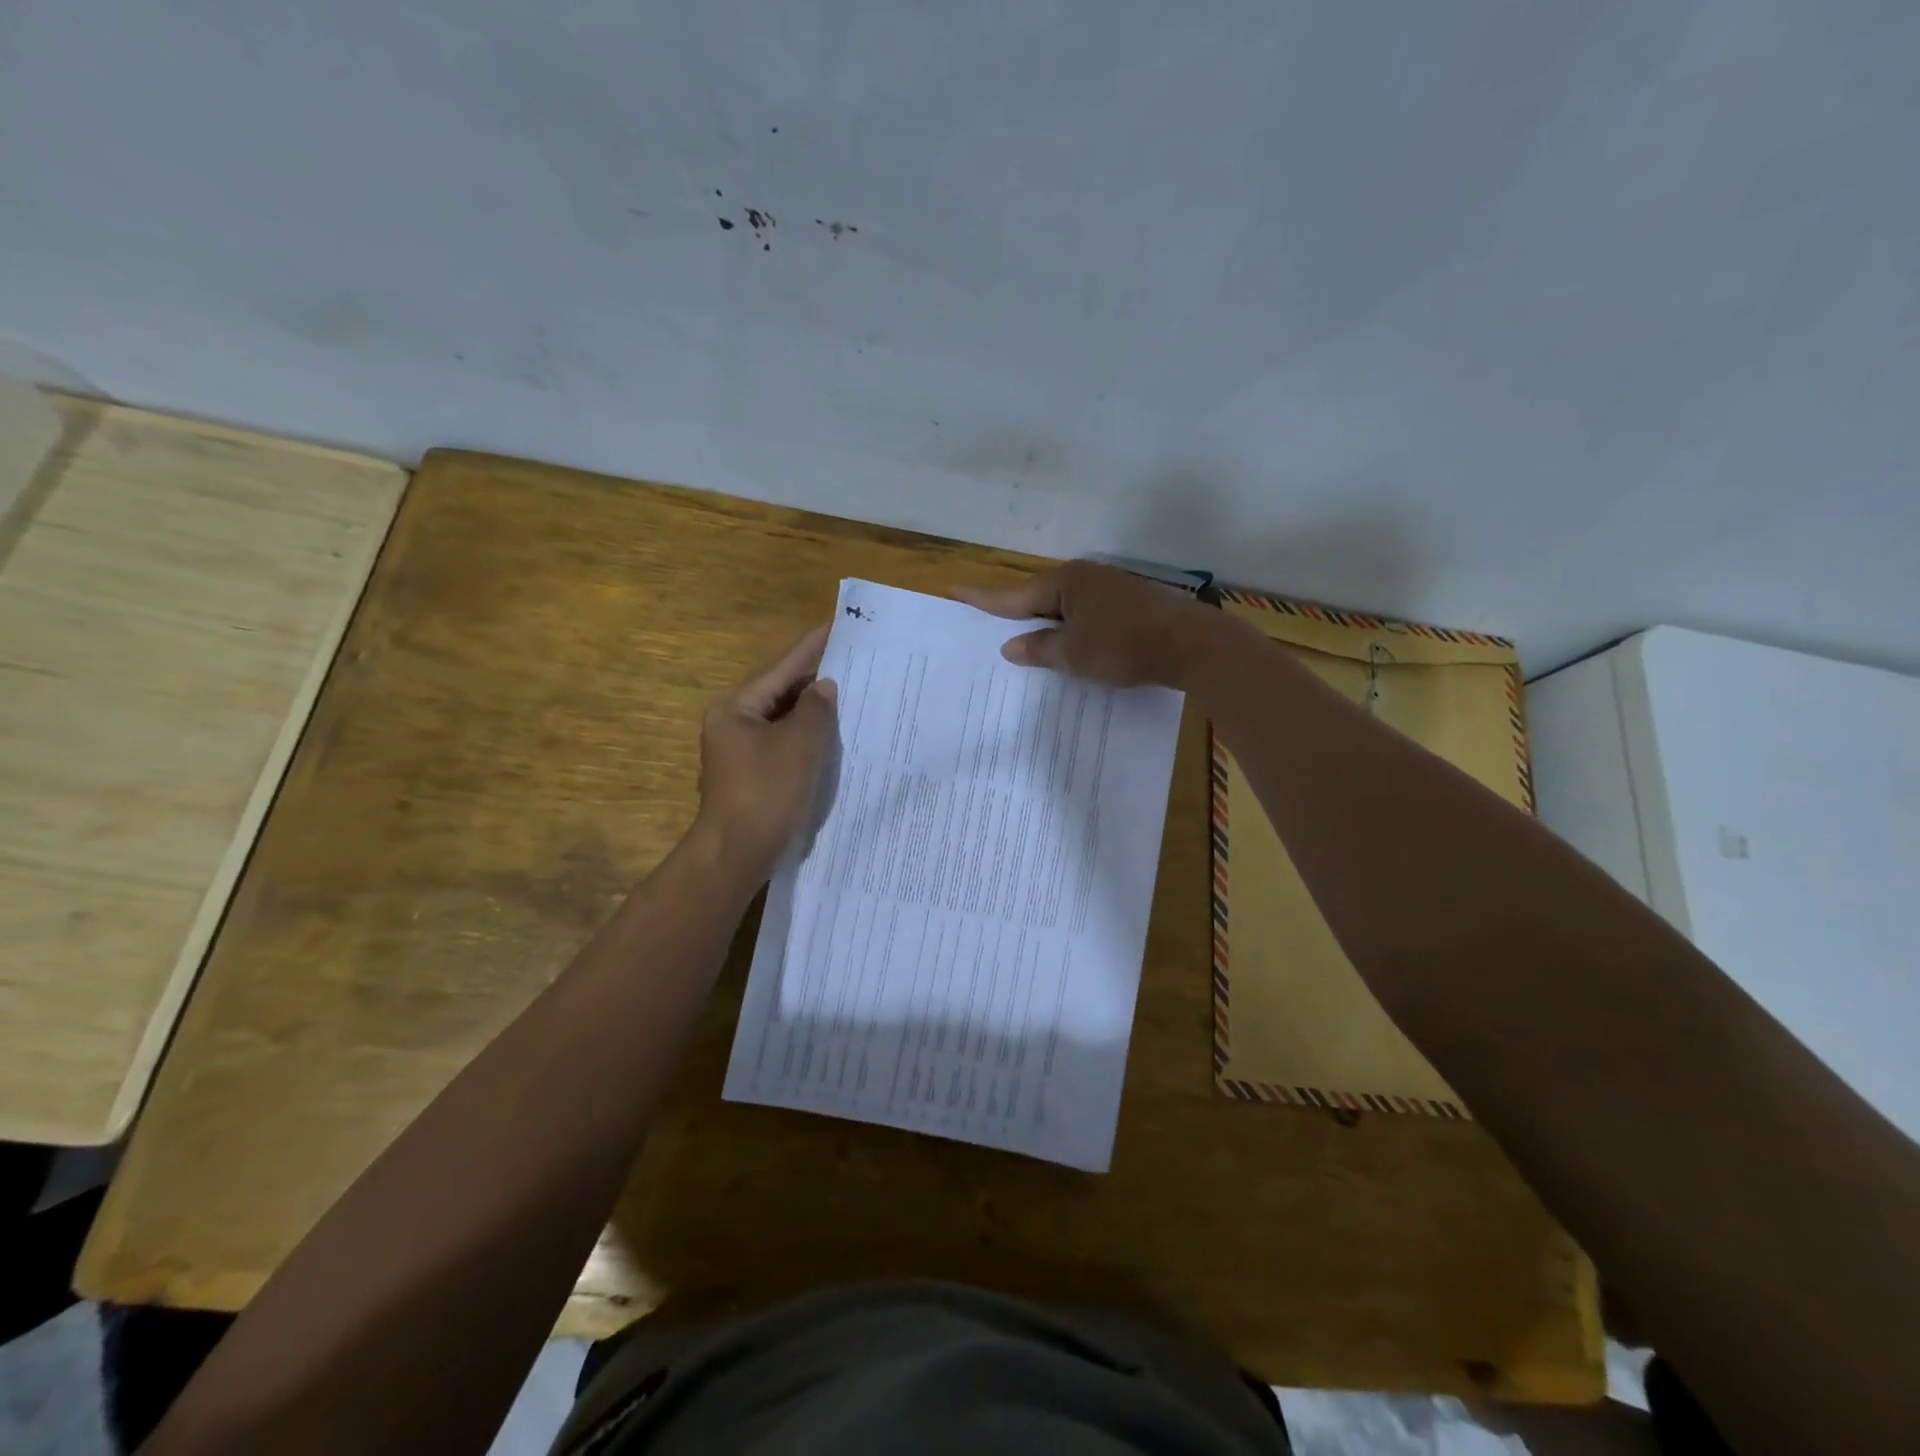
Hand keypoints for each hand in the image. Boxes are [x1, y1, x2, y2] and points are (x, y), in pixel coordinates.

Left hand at [694, 626, 837, 876]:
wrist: (737, 855)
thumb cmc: (766, 793)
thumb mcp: (799, 745)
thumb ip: (816, 710)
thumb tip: (823, 688)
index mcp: (736, 708)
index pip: (781, 669)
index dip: (811, 648)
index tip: (837, 626)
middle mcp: (733, 724)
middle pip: (780, 692)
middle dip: (815, 680)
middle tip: (853, 662)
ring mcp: (741, 752)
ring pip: (783, 720)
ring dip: (813, 710)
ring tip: (851, 693)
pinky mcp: (753, 775)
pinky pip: (784, 744)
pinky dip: (807, 737)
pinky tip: (833, 736)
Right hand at [954, 560, 1216, 688]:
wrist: (1192, 646)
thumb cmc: (1124, 646)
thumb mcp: (1072, 654)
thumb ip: (1039, 649)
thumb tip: (1011, 646)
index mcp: (1066, 582)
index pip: (1014, 594)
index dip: (983, 598)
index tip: (955, 590)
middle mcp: (1087, 578)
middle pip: (1041, 596)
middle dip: (1017, 611)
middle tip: (988, 619)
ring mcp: (1112, 589)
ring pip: (1066, 607)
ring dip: (1047, 623)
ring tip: (1027, 639)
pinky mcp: (1131, 605)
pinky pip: (1088, 615)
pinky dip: (1073, 630)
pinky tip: (1070, 644)